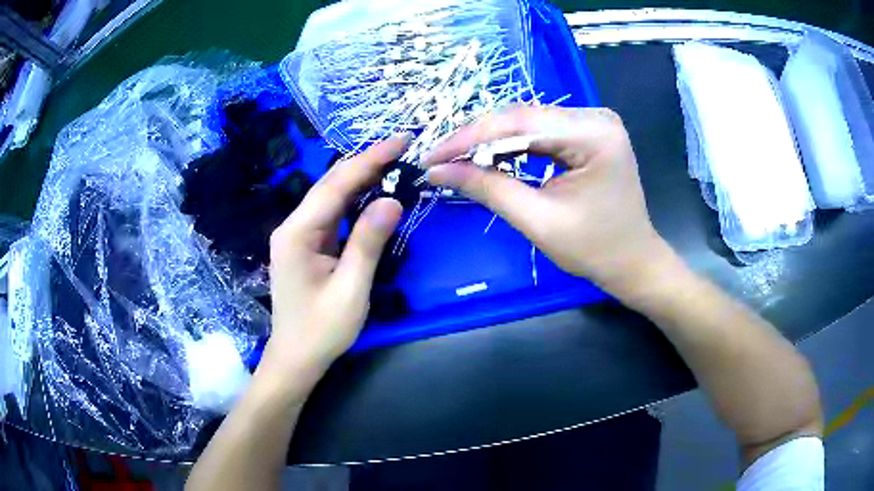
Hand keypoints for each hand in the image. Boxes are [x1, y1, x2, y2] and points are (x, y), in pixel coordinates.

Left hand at [262, 138, 404, 378]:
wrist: (296, 358)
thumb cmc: (322, 330)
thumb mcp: (351, 289)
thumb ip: (368, 243)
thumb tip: (391, 200)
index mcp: (298, 233)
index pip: (336, 186)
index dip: (369, 160)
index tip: (399, 141)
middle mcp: (293, 227)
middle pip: (331, 186)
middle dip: (365, 164)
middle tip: (401, 147)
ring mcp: (298, 236)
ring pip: (331, 198)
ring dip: (360, 179)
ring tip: (393, 163)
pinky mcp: (306, 246)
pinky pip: (332, 216)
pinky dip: (354, 201)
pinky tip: (372, 193)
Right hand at [425, 106, 670, 299]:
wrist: (632, 261)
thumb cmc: (594, 249)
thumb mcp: (538, 221)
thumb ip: (488, 189)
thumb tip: (437, 171)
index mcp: (593, 134)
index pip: (519, 122)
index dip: (469, 137)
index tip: (431, 156)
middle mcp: (595, 117)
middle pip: (522, 117)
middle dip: (477, 139)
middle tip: (439, 159)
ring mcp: (593, 121)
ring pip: (527, 121)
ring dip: (491, 141)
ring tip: (457, 160)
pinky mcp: (587, 131)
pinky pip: (540, 131)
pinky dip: (512, 145)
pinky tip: (489, 158)